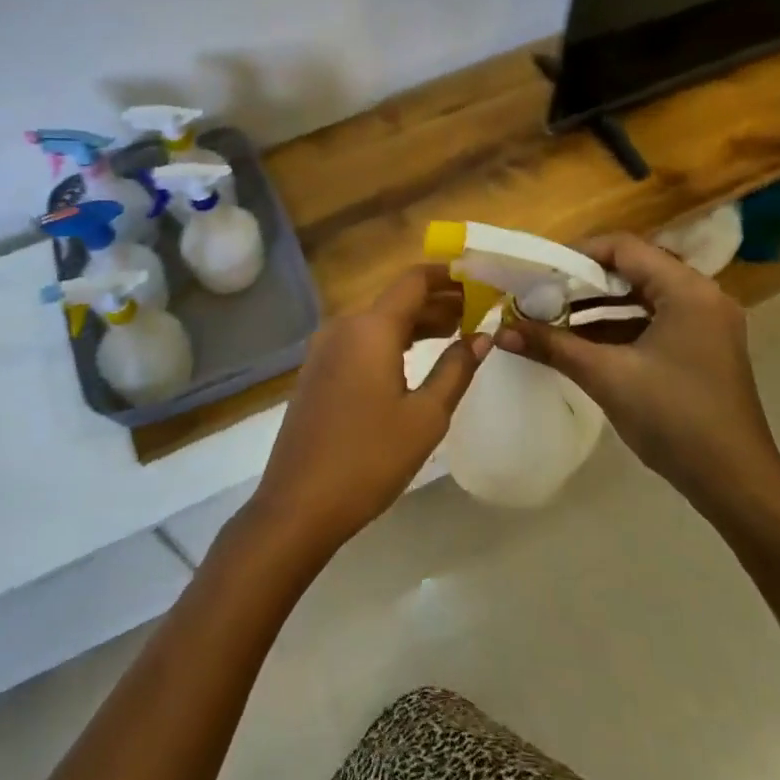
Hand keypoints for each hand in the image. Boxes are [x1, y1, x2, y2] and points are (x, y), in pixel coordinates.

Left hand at [248, 265, 489, 561]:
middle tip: (477, 310)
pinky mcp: (317, 371)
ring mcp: (325, 349)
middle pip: (396, 299)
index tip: (479, 278)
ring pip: (378, 320)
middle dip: (437, 301)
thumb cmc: (369, 459)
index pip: (414, 281)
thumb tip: (481, 337)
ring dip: (416, 322)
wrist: (298, 504)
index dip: (448, 275)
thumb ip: (456, 370)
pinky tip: (415, 357)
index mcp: (370, 328)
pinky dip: (391, 340)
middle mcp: (343, 326)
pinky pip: (360, 340)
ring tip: (456, 331)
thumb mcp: (425, 417)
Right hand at [496, 233, 779, 525]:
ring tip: (554, 316)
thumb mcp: (607, 377)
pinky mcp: (703, 349)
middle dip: (584, 282)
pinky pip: (654, 321)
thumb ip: (553, 346)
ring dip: (599, 306)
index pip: (624, 248)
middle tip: (542, 293)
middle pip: (634, 269)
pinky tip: (583, 343)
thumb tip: (502, 333)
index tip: (541, 270)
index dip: (578, 254)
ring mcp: (706, 324)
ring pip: (643, 297)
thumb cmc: (674, 419)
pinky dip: (619, 326)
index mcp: (687, 290)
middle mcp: (702, 297)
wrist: (736, 485)